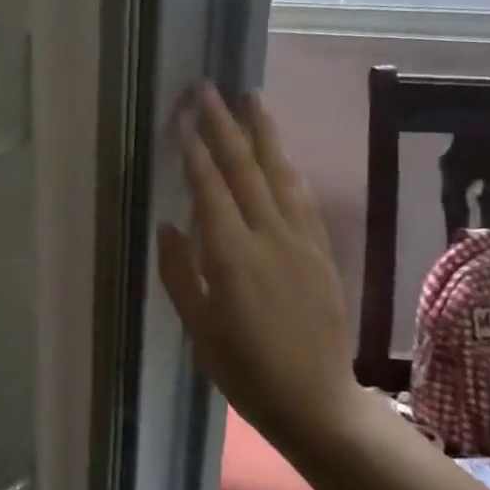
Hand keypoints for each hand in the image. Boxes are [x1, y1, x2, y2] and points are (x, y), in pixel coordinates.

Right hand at [158, 84, 364, 453]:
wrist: (317, 401)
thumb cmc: (245, 370)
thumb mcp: (199, 330)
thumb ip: (180, 273)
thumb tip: (168, 224)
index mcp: (233, 258)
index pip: (210, 190)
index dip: (194, 151)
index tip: (181, 116)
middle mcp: (270, 238)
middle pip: (245, 170)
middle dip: (223, 125)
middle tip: (207, 89)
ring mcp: (302, 242)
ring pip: (280, 174)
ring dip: (263, 133)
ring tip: (251, 97)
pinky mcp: (321, 252)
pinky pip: (303, 199)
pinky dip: (288, 169)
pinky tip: (280, 153)